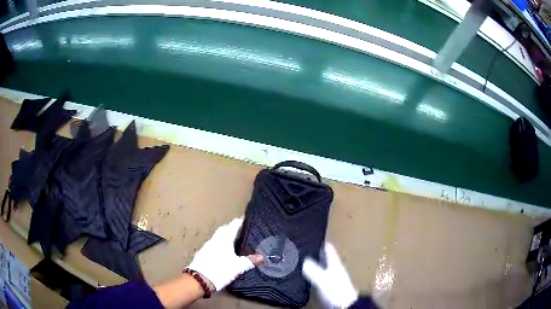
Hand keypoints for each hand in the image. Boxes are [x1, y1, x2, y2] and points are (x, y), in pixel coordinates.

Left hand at [187, 217, 262, 291]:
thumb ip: (250, 261)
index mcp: (224, 239)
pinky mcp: (202, 253)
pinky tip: (222, 252)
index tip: (245, 219)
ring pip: (217, 237)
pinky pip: (212, 245)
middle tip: (240, 230)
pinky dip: (219, 245)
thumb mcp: (238, 267)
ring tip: (232, 242)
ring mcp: (206, 246)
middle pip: (224, 229)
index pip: (233, 226)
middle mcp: (215, 240)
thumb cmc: (221, 270)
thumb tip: (262, 257)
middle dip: (231, 228)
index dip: (239, 222)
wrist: (199, 280)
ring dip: (224, 237)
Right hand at [303, 242, 357, 307]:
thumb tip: (304, 261)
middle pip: (326, 258)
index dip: (323, 244)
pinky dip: (315, 274)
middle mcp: (335, 269)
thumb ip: (314, 271)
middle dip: (318, 253)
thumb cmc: (336, 290)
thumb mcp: (324, 279)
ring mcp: (333, 278)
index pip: (329, 251)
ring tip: (305, 259)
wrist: (345, 304)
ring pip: (323, 267)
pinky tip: (308, 276)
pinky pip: (321, 276)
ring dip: (316, 263)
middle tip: (307, 247)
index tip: (315, 237)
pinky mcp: (330, 287)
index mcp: (335, 264)